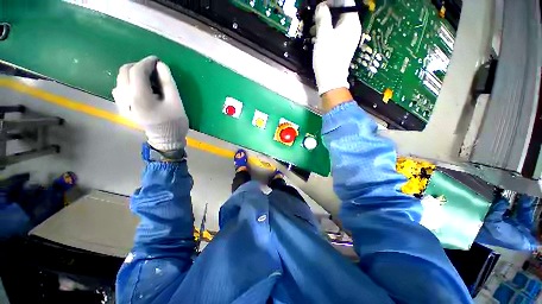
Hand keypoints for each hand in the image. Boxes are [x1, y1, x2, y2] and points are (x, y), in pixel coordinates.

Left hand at [113, 56, 188, 151]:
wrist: (166, 139)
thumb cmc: (174, 122)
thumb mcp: (176, 102)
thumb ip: (168, 82)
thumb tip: (160, 65)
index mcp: (140, 98)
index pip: (137, 71)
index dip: (146, 62)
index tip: (156, 60)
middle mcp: (125, 99)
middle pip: (124, 72)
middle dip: (138, 66)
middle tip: (152, 70)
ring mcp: (121, 104)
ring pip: (120, 80)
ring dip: (132, 74)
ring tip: (147, 80)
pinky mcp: (122, 108)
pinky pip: (118, 89)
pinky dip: (127, 83)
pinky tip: (138, 89)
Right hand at [312, 2, 361, 95]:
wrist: (331, 80)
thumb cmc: (328, 57)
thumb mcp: (323, 36)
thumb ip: (323, 18)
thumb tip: (321, 7)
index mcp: (351, 23)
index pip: (346, 2)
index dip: (332, 1)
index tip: (320, 5)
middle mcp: (353, 29)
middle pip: (342, 12)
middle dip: (327, 12)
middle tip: (315, 17)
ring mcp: (348, 39)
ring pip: (337, 24)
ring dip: (325, 23)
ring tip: (313, 29)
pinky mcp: (343, 47)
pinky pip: (336, 34)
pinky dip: (327, 33)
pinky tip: (318, 38)